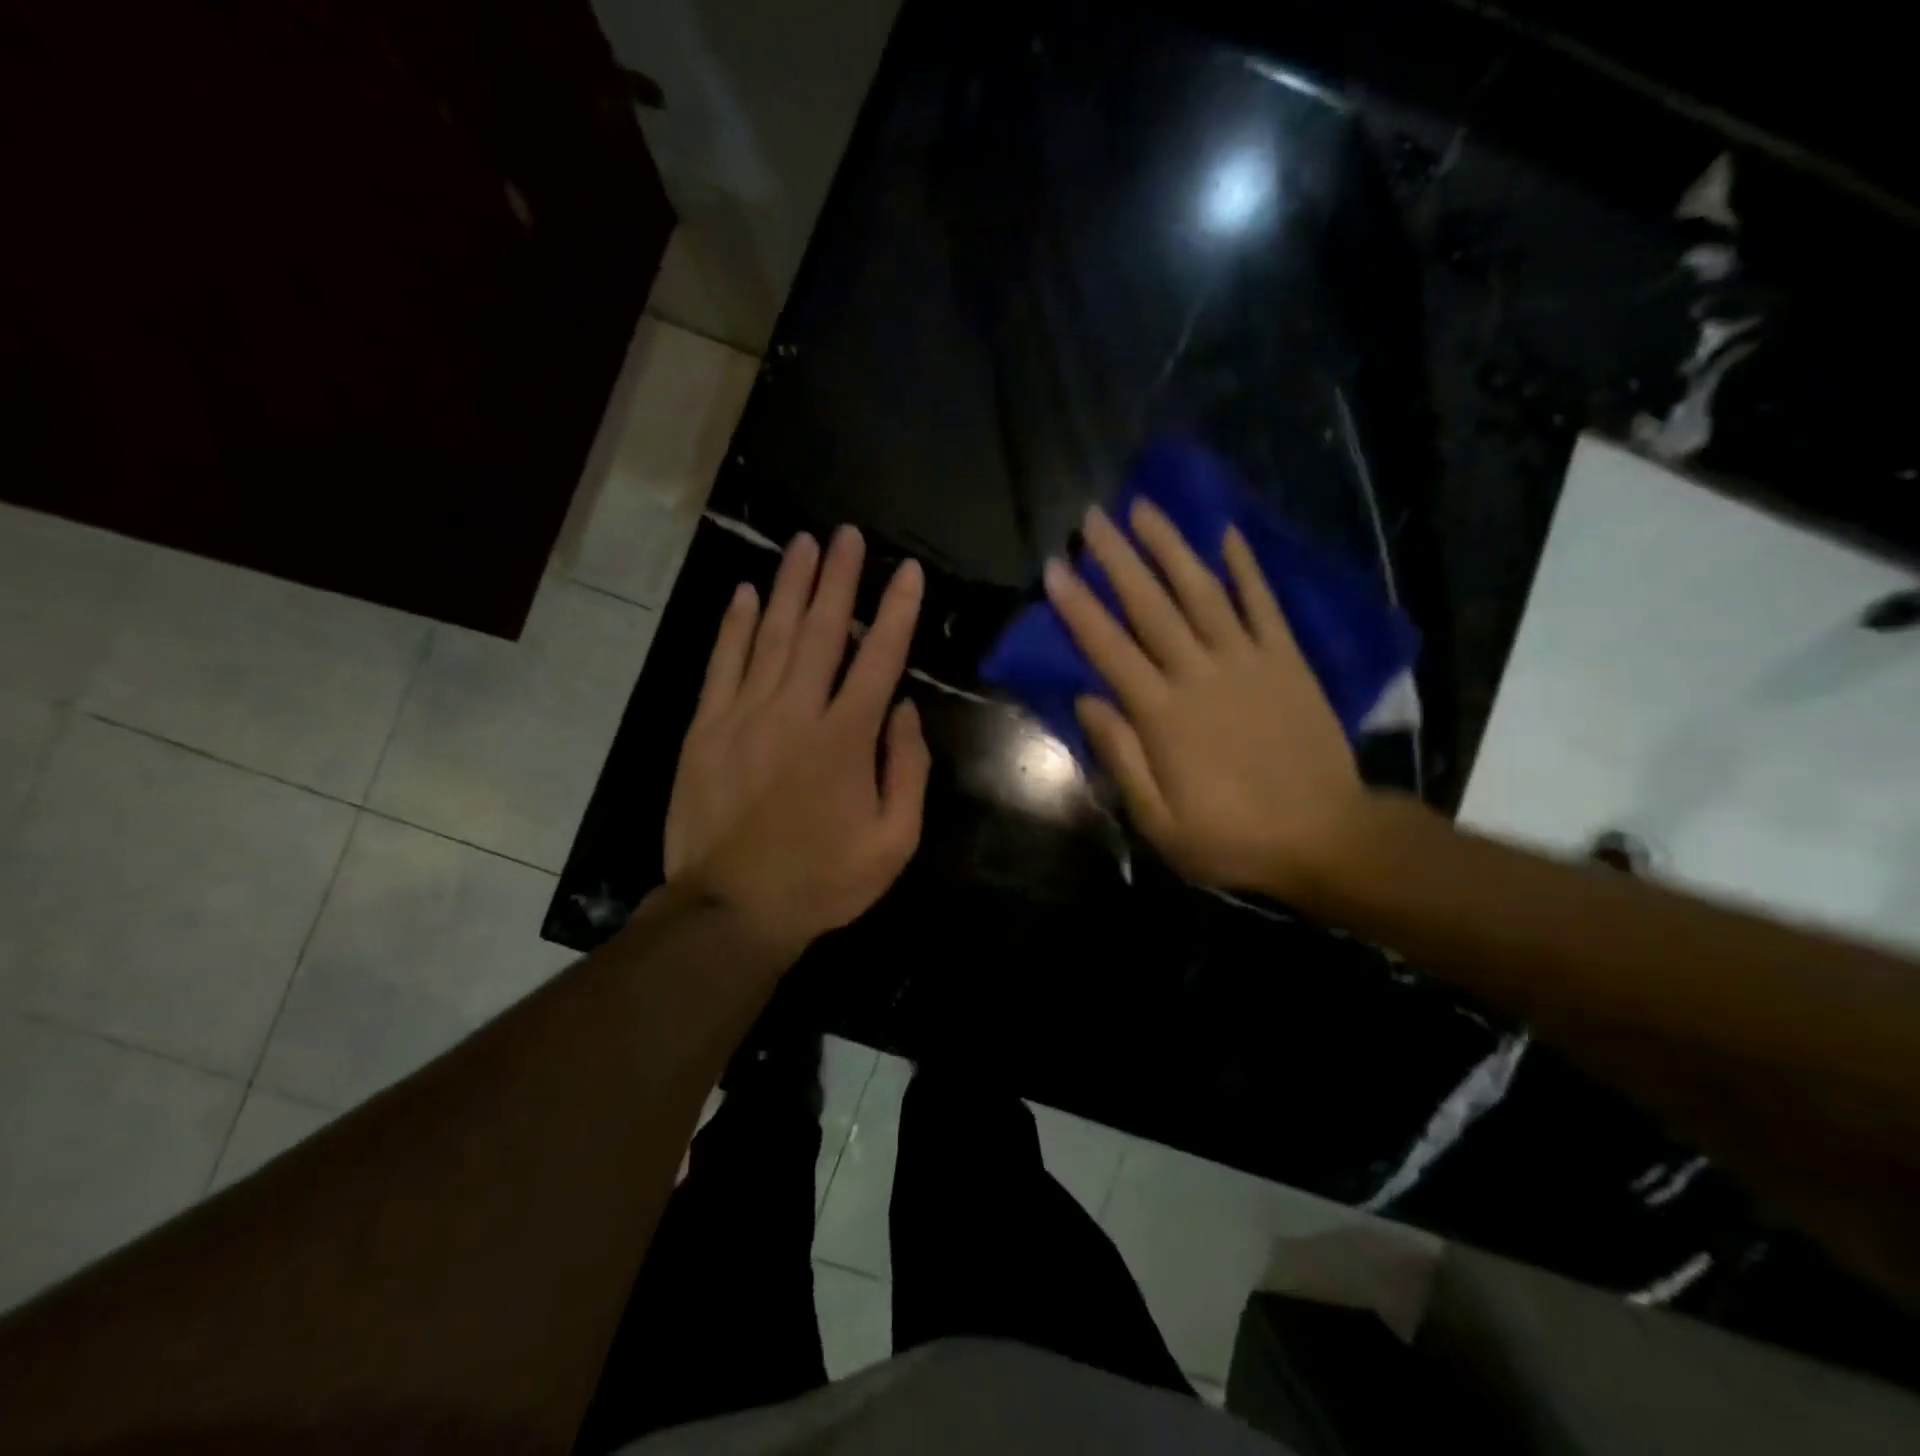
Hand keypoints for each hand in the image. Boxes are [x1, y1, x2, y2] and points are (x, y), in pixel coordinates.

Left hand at [665, 526, 929, 957]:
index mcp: (846, 738)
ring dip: (791, 586)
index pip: (879, 657)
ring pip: (773, 635)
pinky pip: (723, 664)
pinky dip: (735, 625)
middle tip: (847, 534)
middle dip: (839, 577)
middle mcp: (796, 712)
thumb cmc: (822, 880)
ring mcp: (744, 715)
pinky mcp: (706, 728)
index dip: (897, 610)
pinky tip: (747, 593)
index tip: (908, 571)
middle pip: (822, 630)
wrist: (731, 910)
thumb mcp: (894, 842)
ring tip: (804, 543)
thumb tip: (902, 709)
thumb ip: (907, 770)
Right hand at [1043, 500, 1368, 902]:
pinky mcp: (1287, 660)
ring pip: (1202, 592)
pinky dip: (1245, 568)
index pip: (1109, 648)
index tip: (1055, 567)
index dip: (1078, 607)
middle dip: (1118, 559)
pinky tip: (1226, 535)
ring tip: (1146, 508)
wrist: (1326, 836)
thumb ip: (1122, 757)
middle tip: (1093, 517)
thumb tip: (1088, 700)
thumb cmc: (1232, 836)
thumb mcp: (1159, 821)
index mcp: (1163, 715)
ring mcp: (1248, 661)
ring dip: (1171, 548)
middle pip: (1151, 606)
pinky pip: (1263, 605)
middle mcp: (1200, 674)